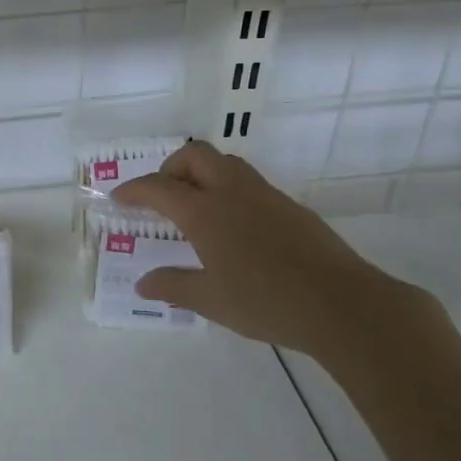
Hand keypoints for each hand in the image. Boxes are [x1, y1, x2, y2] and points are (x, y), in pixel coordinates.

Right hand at [111, 141, 437, 359]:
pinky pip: (248, 182)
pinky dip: (227, 189)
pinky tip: (233, 226)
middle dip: (170, 168)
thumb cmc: (266, 302)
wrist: (341, 304)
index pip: (158, 187)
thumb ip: (173, 286)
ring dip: (202, 174)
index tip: (119, 198)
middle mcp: (232, 192)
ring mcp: (265, 195)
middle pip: (194, 155)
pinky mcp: (290, 206)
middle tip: (162, 197)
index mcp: (205, 212)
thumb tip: (143, 284)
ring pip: (225, 163)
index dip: (134, 189)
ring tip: (195, 208)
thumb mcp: (211, 301)